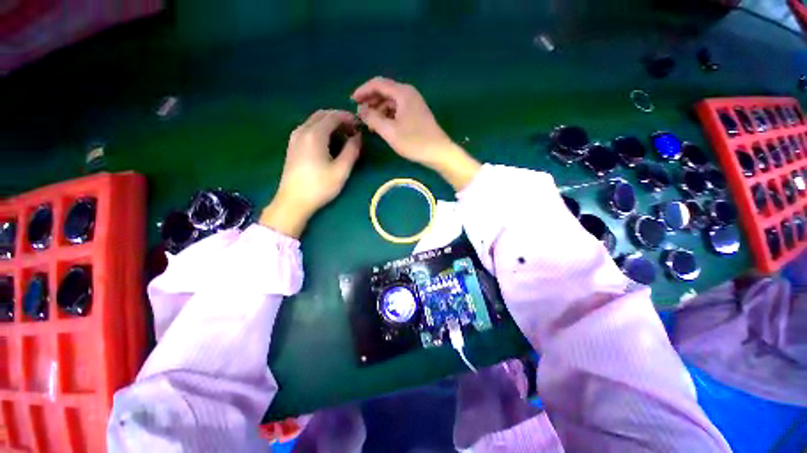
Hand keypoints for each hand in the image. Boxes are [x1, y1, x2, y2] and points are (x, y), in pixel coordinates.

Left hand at [260, 110, 360, 237]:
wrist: (293, 201)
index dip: (349, 118)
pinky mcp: (293, 146)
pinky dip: (322, 130)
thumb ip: (352, 150)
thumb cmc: (319, 187)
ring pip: (315, 121)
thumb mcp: (341, 170)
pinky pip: (309, 129)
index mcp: (315, 134)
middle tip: (353, 132)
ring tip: (344, 138)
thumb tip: (358, 137)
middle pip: (322, 115)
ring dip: (331, 125)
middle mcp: (302, 130)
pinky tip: (330, 144)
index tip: (360, 127)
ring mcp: (295, 137)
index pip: (333, 116)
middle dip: (340, 119)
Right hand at [352, 77, 480, 189]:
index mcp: (402, 93)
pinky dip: (387, 116)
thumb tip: (360, 110)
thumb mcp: (390, 131)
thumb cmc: (415, 142)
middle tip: (359, 114)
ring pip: (391, 102)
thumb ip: (373, 118)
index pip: (378, 83)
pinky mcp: (416, 114)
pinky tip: (382, 126)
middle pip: (385, 91)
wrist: (439, 152)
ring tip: (369, 123)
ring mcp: (414, 104)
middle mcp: (408, 94)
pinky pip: (397, 110)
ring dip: (378, 109)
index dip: (363, 91)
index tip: (352, 101)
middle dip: (370, 101)